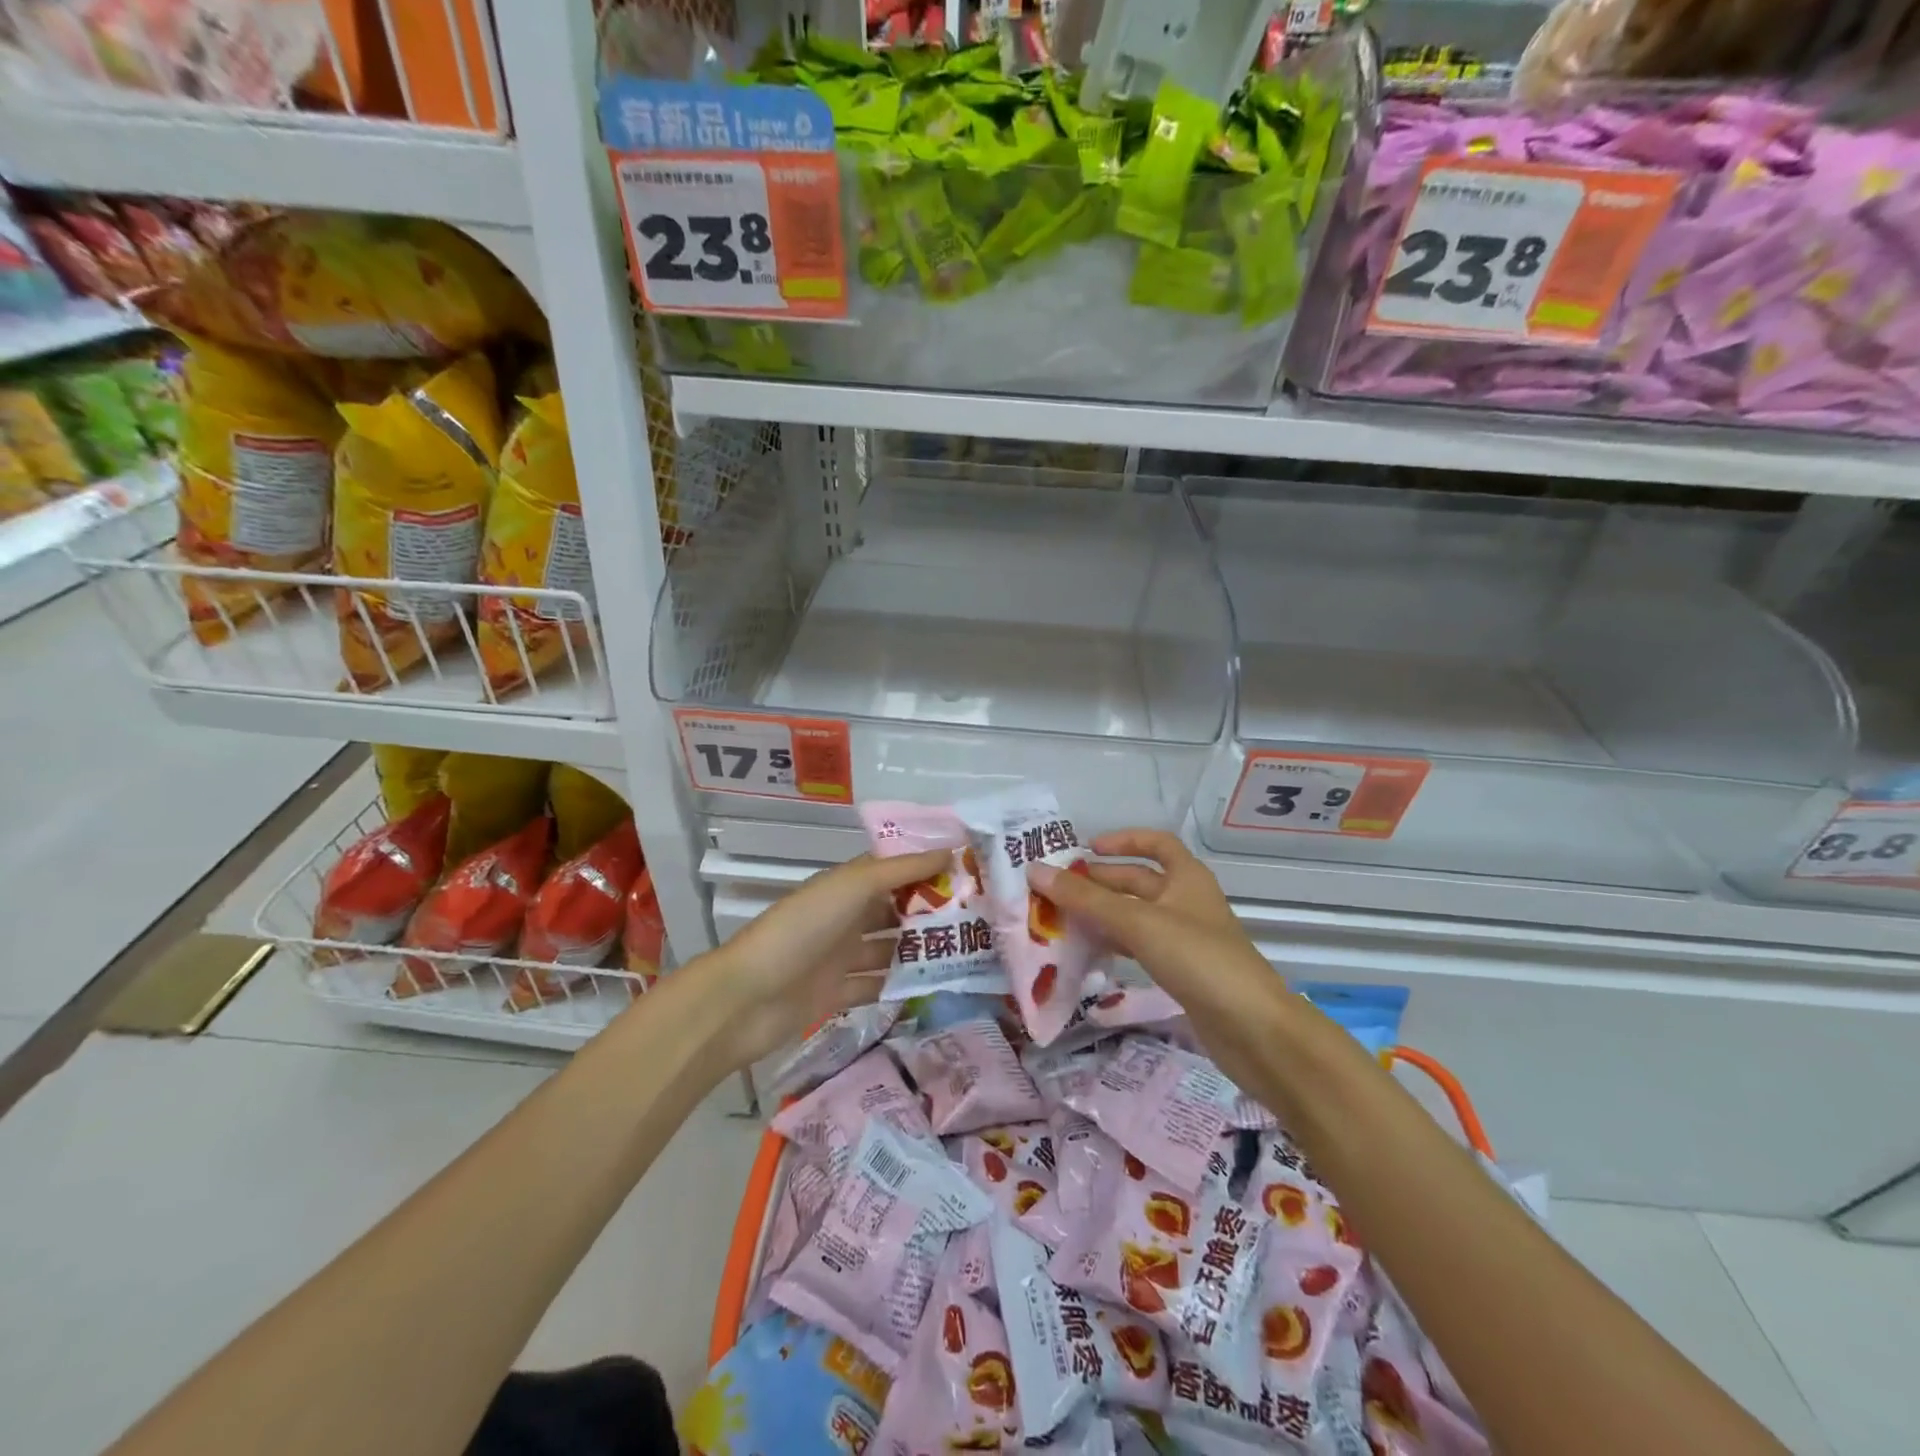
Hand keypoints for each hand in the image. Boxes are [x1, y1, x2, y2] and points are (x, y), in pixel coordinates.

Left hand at [702, 848, 950, 1072]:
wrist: (746, 998)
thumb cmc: (801, 929)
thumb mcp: (851, 887)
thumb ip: (901, 870)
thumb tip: (950, 850)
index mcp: (846, 885)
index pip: (894, 869)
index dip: (928, 868)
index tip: (971, 872)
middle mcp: (845, 917)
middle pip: (895, 910)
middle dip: (932, 912)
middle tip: (980, 918)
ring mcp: (840, 957)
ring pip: (890, 950)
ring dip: (920, 951)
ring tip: (968, 954)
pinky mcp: (837, 995)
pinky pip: (877, 987)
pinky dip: (900, 987)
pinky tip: (936, 989)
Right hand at [1028, 830, 1290, 1087]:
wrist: (1253, 1030)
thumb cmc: (1198, 959)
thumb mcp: (1138, 922)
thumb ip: (1086, 898)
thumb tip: (1035, 870)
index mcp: (1186, 877)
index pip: (1156, 844)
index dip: (1123, 841)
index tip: (1086, 849)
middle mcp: (1186, 901)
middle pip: (1138, 881)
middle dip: (1099, 881)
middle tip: (1055, 889)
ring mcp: (1185, 938)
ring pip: (1135, 915)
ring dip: (1102, 914)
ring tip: (1061, 918)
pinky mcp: (1181, 971)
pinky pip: (1139, 946)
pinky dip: (1114, 943)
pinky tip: (1088, 950)